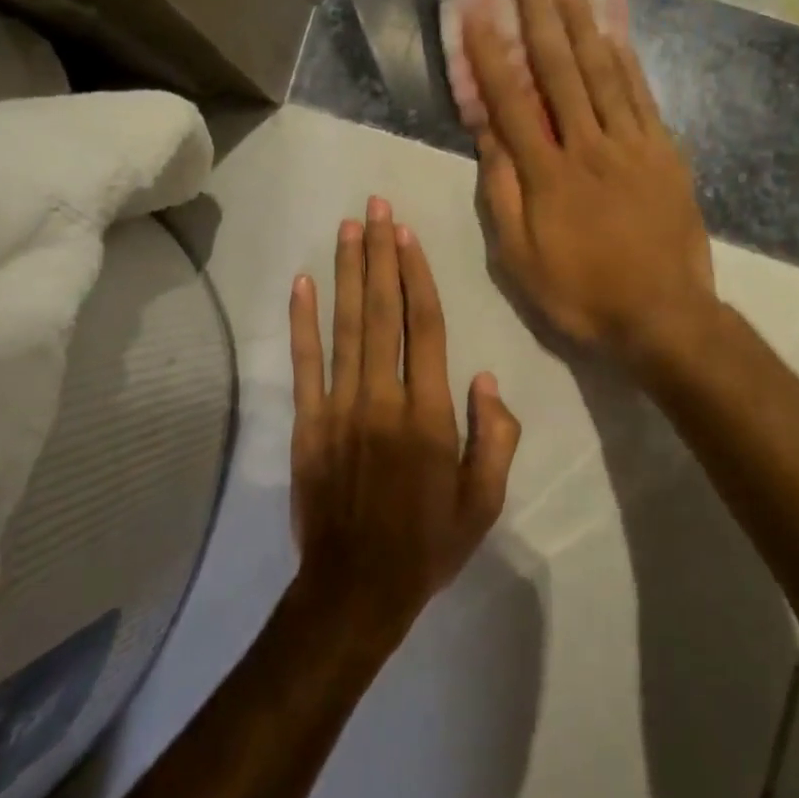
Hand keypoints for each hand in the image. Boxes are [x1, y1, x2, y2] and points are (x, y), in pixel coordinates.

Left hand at [288, 197, 521, 645]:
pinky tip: (302, 284)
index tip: (407, 234)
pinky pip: (304, 364)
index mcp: (430, 414)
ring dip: (347, 273)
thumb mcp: (485, 501)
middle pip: (383, 312)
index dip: (416, 275)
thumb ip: (496, 436)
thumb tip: (485, 376)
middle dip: (379, 255)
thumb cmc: (428, 544)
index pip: (425, 327)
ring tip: (347, 228)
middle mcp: (384, 398)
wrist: (356, 590)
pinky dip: (302, 322)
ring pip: (346, 327)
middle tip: (375, 207)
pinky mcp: (307, 425)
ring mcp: (340, 408)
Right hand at [464, 0, 715, 363]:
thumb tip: (487, 135)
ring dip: (583, 24)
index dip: (492, 51)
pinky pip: (642, 97)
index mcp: (547, 174)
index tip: (479, 8)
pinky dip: (626, 61)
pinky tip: (614, 33)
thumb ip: (502, 193)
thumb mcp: (520, 258)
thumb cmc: (581, 293)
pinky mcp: (664, 153)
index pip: (512, 100)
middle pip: (560, 71)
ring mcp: (632, 145)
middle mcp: (588, 146)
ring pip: (603, 73)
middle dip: (540, 16)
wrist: (663, 315)